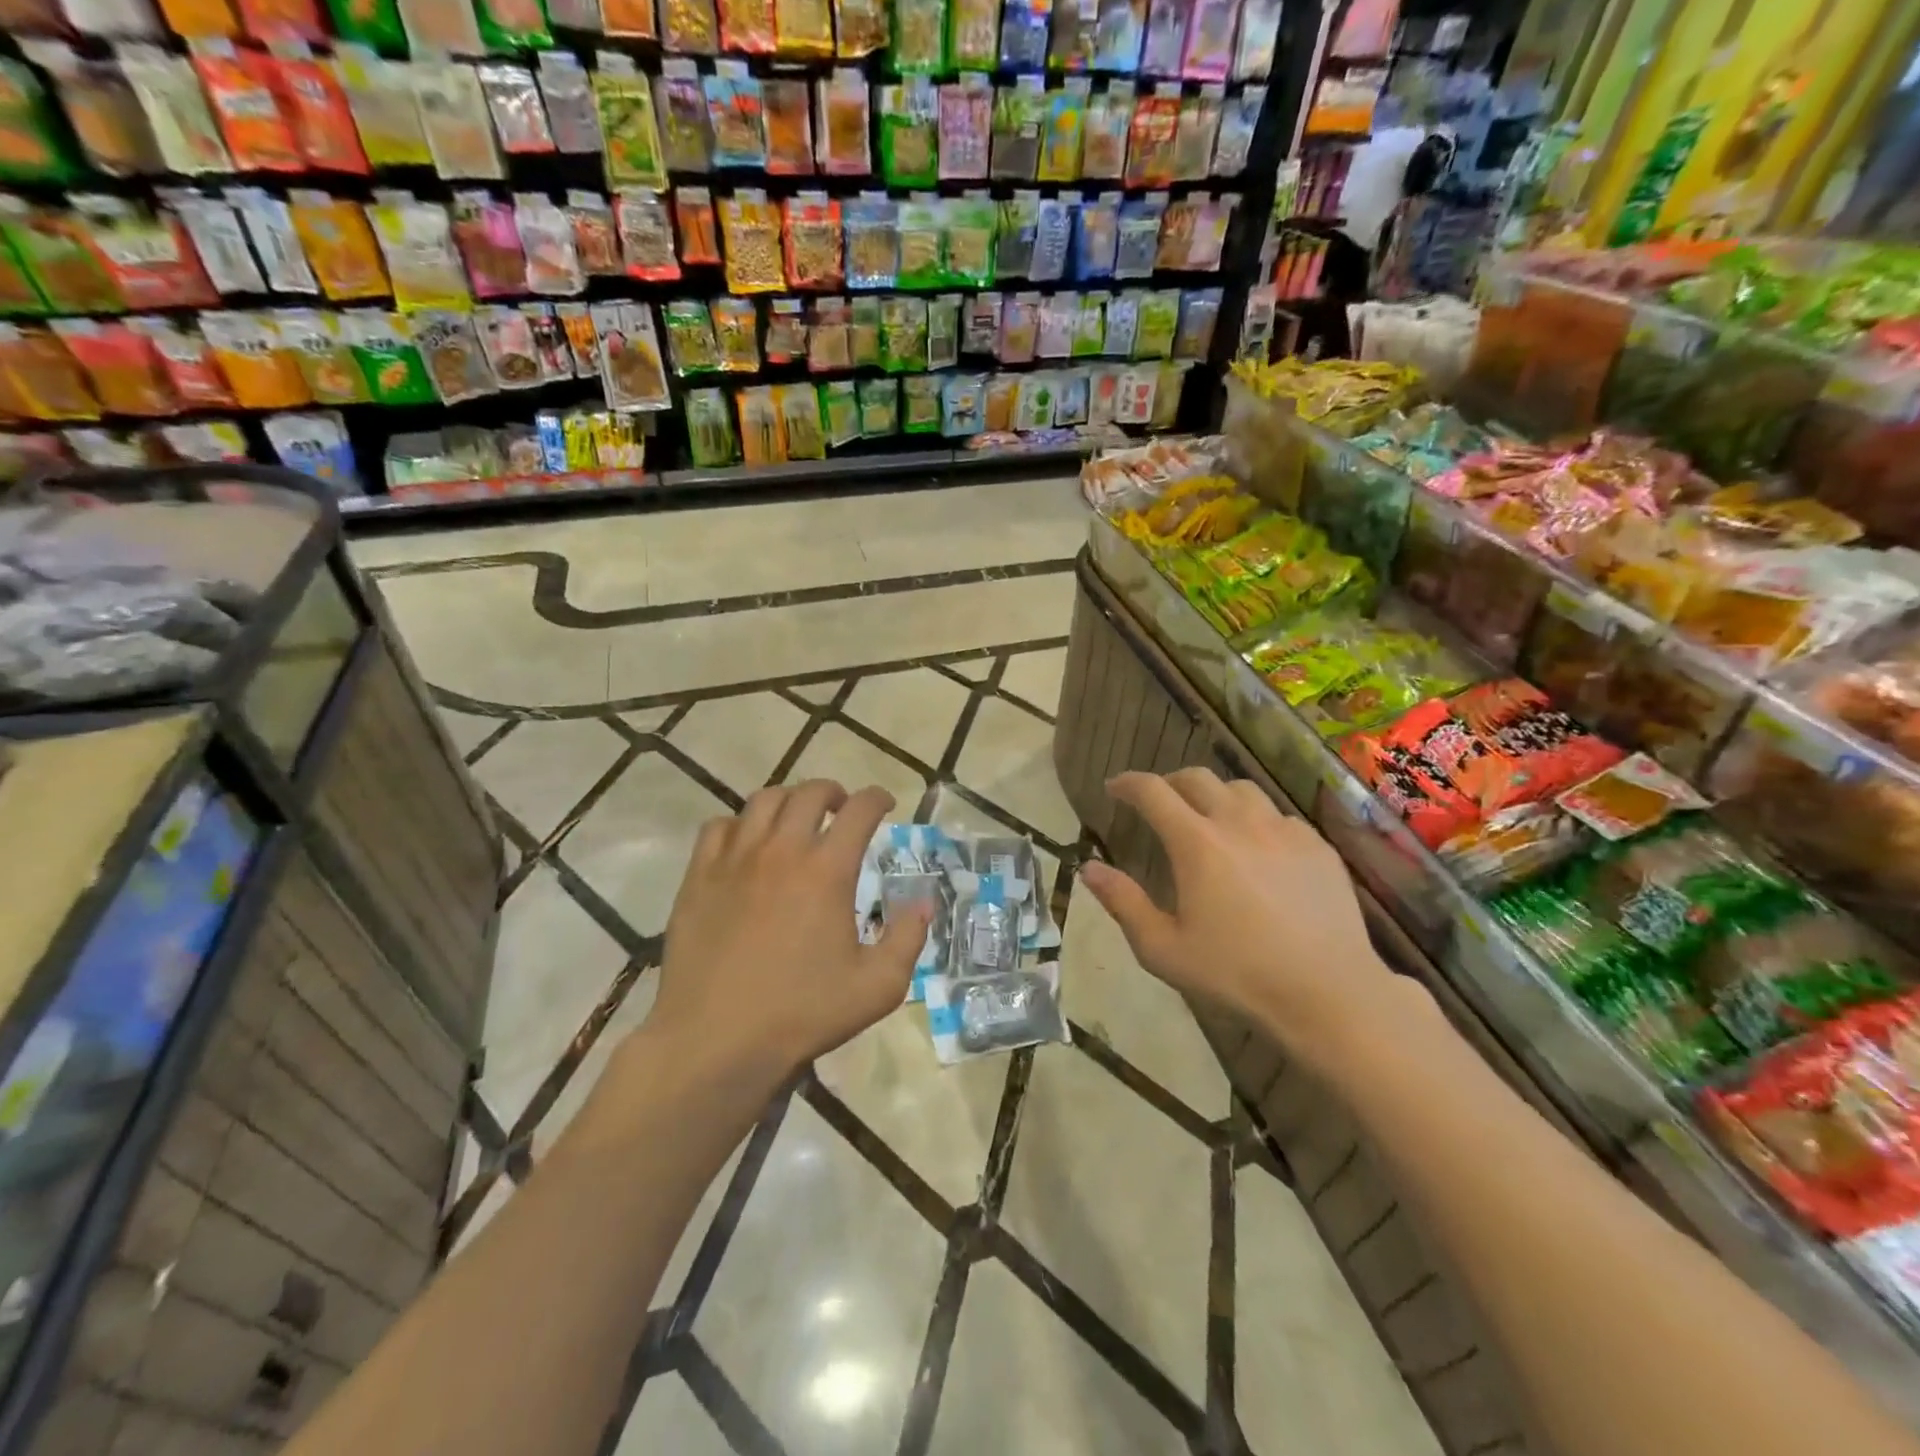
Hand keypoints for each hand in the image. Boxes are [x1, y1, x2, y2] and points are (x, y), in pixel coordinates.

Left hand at [650, 780, 927, 1085]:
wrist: (716, 1039)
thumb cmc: (802, 1013)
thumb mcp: (878, 986)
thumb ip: (908, 938)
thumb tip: (922, 901)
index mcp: (828, 870)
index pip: (860, 809)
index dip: (878, 798)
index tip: (886, 805)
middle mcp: (782, 850)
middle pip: (810, 793)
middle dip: (835, 792)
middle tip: (843, 808)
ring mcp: (735, 859)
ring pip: (763, 801)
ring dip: (789, 800)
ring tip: (796, 819)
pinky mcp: (699, 876)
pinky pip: (719, 827)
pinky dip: (740, 824)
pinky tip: (747, 844)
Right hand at [1079, 768, 1401, 1065]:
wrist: (1327, 993)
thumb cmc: (1236, 974)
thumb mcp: (1163, 948)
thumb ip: (1122, 902)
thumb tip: (1088, 867)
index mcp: (1196, 843)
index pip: (1153, 791)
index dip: (1128, 783)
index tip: (1114, 788)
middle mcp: (1239, 823)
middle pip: (1197, 778)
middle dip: (1169, 782)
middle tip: (1157, 801)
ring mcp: (1283, 831)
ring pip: (1241, 790)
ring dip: (1215, 795)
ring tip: (1209, 817)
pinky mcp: (1318, 846)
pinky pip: (1278, 816)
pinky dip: (1257, 820)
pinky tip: (1258, 848)